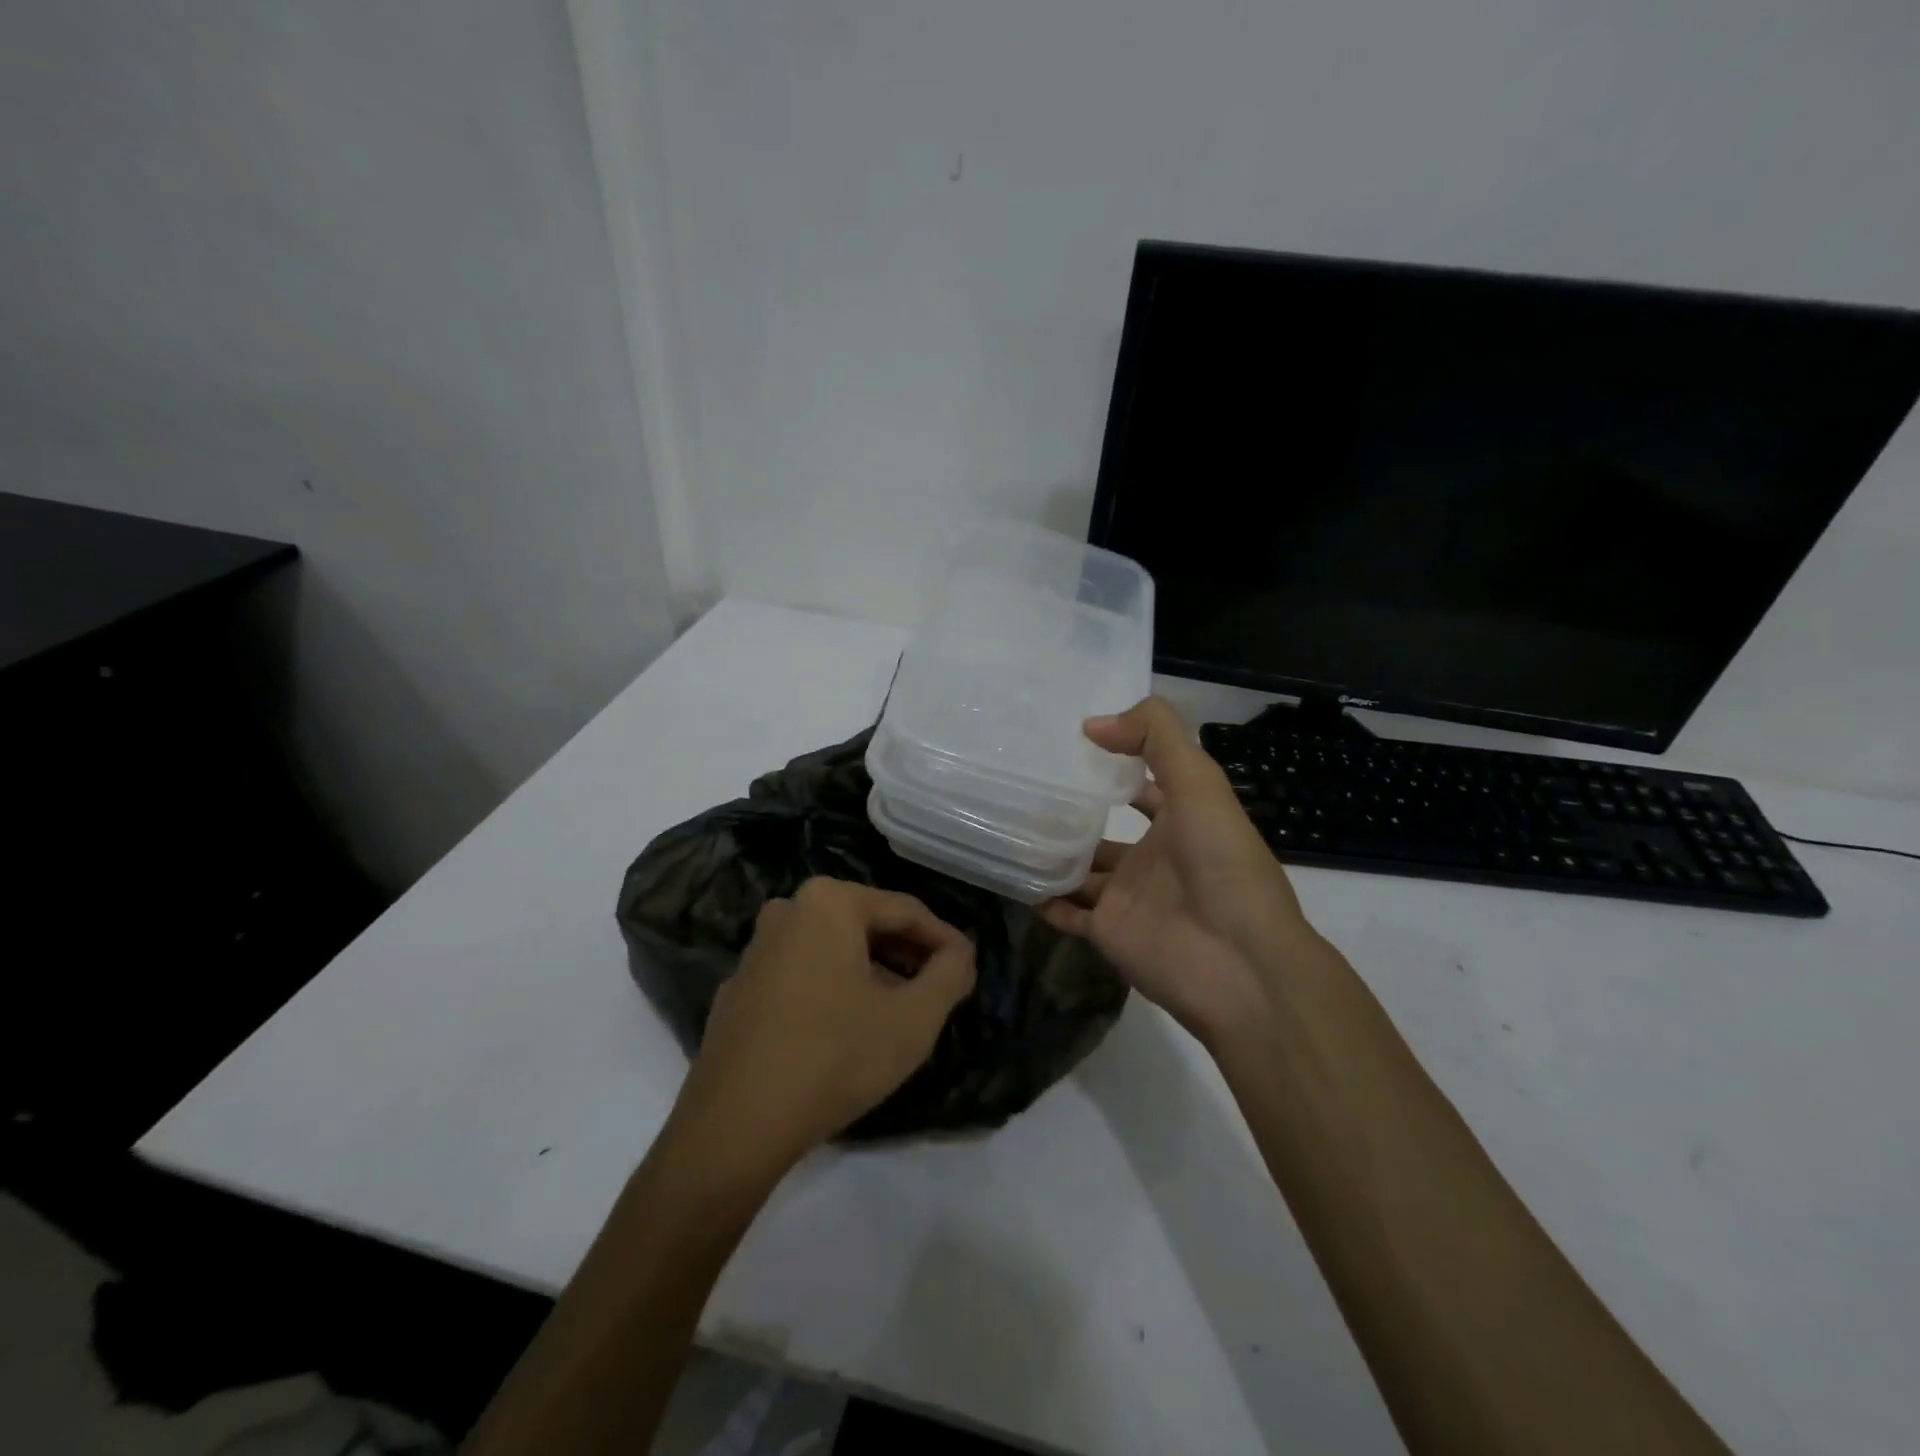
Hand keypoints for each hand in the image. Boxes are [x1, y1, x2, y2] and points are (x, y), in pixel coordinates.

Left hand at [668, 877, 975, 1182]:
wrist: (735, 1126)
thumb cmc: (835, 1057)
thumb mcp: (913, 1019)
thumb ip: (950, 974)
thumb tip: (960, 954)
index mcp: (829, 902)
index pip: (906, 911)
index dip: (945, 940)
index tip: (969, 969)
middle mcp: (788, 910)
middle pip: (867, 924)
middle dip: (908, 954)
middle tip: (939, 987)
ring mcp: (757, 949)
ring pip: (834, 948)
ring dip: (873, 971)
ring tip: (901, 1007)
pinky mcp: (740, 987)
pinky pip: (803, 973)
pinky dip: (834, 987)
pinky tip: (848, 1026)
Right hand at [1043, 698, 1321, 1045]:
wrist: (1239, 963)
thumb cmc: (1222, 864)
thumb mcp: (1200, 783)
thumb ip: (1157, 738)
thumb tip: (1093, 724)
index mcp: (1181, 819)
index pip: (1142, 784)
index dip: (1114, 763)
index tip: (1066, 744)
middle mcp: (1153, 856)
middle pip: (1103, 829)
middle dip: (1071, 812)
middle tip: (1022, 786)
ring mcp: (1128, 895)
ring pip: (1080, 869)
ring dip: (1051, 852)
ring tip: (1006, 825)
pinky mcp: (1108, 931)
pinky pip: (1066, 912)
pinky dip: (1043, 898)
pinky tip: (1013, 876)